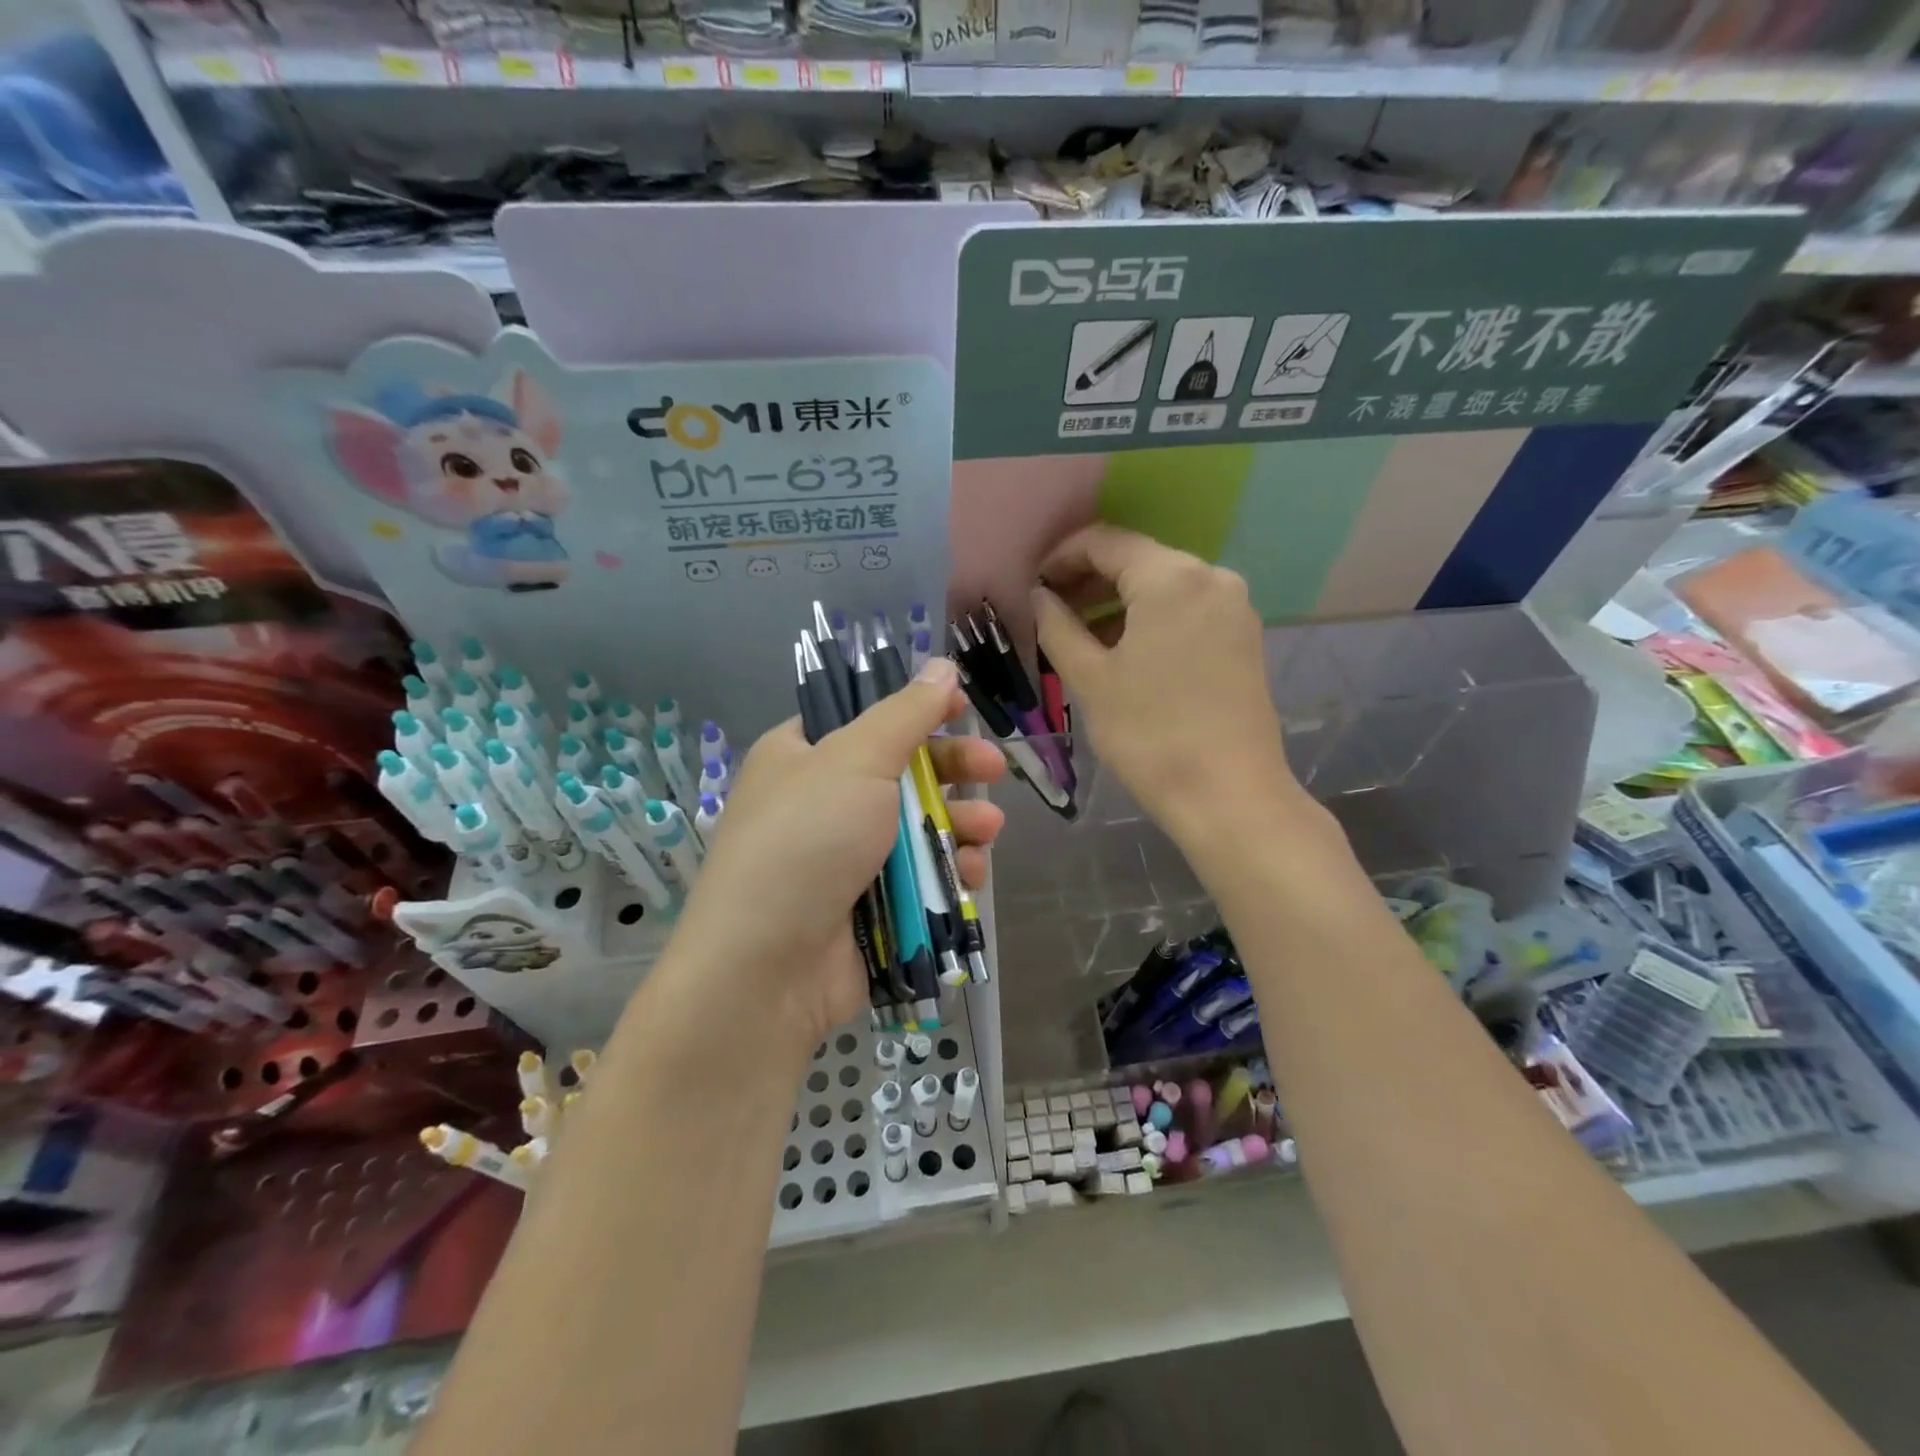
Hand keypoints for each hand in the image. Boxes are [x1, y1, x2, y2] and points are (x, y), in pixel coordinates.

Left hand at [667, 657, 1005, 1047]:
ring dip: (960, 823)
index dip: (915, 711)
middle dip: (953, 769)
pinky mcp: (870, 905)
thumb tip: (942, 666)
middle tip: (995, 767)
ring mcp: (845, 858)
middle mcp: (821, 802)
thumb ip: (906, 714)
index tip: (961, 708)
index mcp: (801, 756)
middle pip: (902, 772)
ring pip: (919, 827)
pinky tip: (970, 874)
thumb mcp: (856, 760)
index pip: (865, 719)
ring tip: (987, 831)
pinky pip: (919, 875)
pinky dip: (947, 870)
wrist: (768, 966)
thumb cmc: (807, 840)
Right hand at [1032, 524, 1316, 851]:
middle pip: (1137, 560)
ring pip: (1163, 586)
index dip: (1061, 557)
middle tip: (1049, 611)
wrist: (1228, 795)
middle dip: (1089, 580)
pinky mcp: (1243, 637)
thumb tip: (1040, 596)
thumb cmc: (1149, 734)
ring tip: (1078, 634)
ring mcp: (1234, 607)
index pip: (1105, 542)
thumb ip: (1057, 626)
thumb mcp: (1090, 678)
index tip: (1033, 585)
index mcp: (1171, 577)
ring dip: (1117, 601)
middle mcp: (1211, 577)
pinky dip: (1149, 618)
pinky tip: (1122, 649)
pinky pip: (1186, 609)